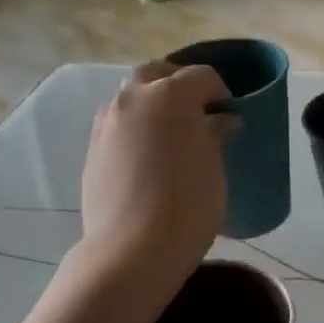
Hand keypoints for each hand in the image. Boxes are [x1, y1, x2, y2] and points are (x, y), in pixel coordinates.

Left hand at [78, 61, 237, 286]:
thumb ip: (215, 135)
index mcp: (170, 95)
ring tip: (172, 134)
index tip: (231, 115)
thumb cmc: (188, 205)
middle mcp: (133, 98)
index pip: (202, 76)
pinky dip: (136, 126)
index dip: (221, 92)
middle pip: (158, 73)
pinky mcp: (92, 148)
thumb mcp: (214, 167)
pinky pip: (118, 122)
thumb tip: (221, 121)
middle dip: (180, 84)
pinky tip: (150, 156)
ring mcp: (107, 122)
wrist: (133, 249)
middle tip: (199, 111)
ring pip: (132, 96)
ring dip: (153, 104)